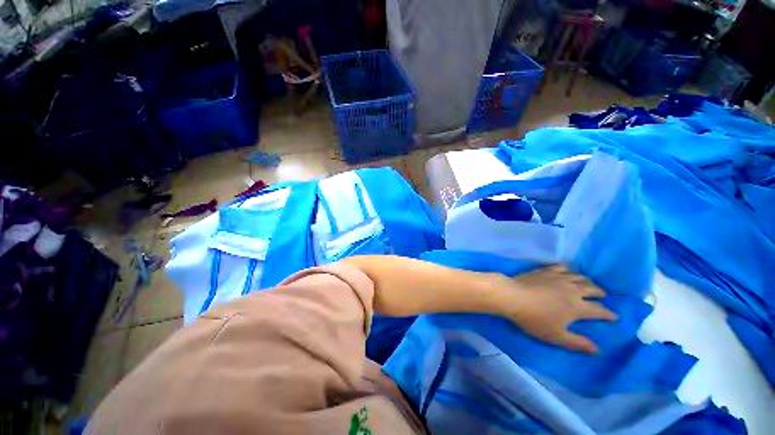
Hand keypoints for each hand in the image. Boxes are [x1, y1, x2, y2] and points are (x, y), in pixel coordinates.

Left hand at [500, 265, 616, 353]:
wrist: (513, 296)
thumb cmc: (534, 319)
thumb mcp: (556, 336)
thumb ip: (577, 343)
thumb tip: (597, 350)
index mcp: (577, 307)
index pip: (598, 310)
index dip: (608, 314)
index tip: (614, 316)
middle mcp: (572, 289)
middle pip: (591, 289)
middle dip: (599, 293)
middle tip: (602, 295)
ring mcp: (558, 277)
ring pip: (578, 276)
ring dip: (586, 280)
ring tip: (588, 283)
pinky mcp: (544, 270)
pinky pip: (560, 267)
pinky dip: (568, 269)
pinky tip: (567, 271)